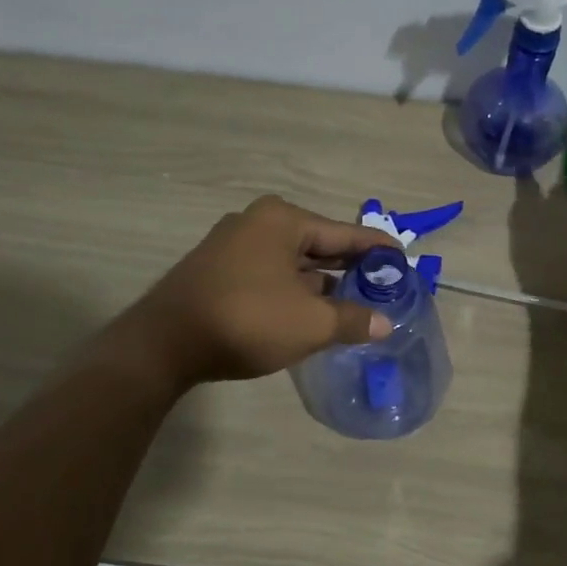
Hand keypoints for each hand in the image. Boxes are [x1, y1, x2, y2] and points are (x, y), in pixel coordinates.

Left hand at [112, 196, 400, 388]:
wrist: (164, 344)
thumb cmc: (247, 320)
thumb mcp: (311, 323)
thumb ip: (352, 319)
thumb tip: (384, 324)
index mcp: (283, 221)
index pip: (345, 234)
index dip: (377, 250)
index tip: (403, 261)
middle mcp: (257, 224)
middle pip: (318, 246)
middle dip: (350, 270)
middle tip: (383, 290)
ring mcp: (233, 247)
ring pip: (293, 264)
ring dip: (322, 286)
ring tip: (354, 308)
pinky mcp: (218, 272)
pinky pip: (271, 276)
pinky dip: (295, 293)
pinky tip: (312, 315)